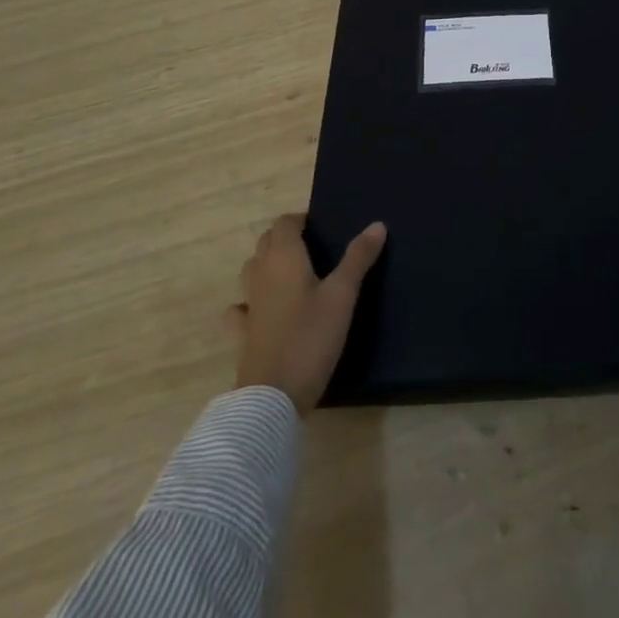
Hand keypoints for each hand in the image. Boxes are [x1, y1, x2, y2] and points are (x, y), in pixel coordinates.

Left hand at [228, 215, 386, 412]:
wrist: (272, 398)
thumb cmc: (310, 338)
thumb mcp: (342, 296)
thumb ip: (358, 258)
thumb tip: (377, 224)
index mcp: (284, 258)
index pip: (284, 222)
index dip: (300, 219)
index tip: (322, 226)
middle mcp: (261, 274)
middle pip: (266, 242)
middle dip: (286, 237)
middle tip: (314, 246)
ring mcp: (248, 305)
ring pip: (252, 270)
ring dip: (268, 263)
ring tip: (294, 272)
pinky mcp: (242, 334)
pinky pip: (241, 307)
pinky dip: (250, 301)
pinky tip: (263, 309)